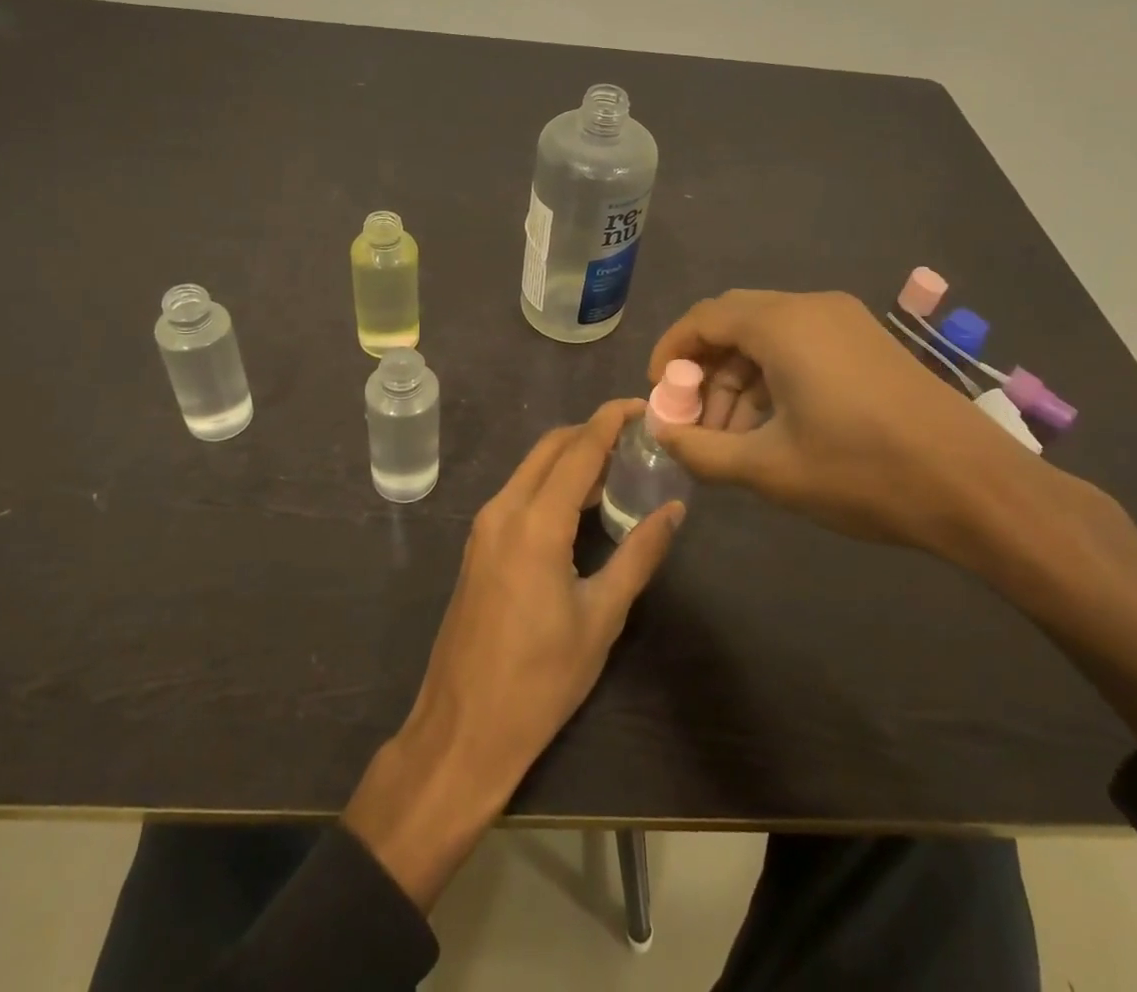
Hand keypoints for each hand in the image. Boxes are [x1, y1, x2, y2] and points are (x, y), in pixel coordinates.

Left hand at [343, 399, 685, 908]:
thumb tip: (674, 510)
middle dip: (592, 432)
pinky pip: (519, 493)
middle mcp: (503, 510)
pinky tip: (581, 505)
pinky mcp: (478, 546)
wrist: (462, 730)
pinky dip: (551, 483)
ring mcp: (484, 527)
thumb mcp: (601, 618)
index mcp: (535, 523)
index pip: (579, 449)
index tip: (643, 406)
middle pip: (551, 447)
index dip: (611, 420)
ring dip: (571, 457)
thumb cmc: (540, 681)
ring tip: (619, 468)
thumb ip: (639, 555)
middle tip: (637, 439)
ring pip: (532, 468)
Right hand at [647, 289, 1043, 558]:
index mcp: (782, 324)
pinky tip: (775, 427)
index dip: (670, 352)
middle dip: (705, 371)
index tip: (658, 394)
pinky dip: (774, 378)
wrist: (977, 487)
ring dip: (740, 380)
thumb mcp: (770, 468)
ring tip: (733, 438)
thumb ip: (702, 450)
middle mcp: (811, 307)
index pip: (703, 318)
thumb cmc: (863, 472)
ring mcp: (846, 321)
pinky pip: (802, 346)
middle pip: (734, 323)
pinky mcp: (869, 342)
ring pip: (769, 337)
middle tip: (695, 421)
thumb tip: (661, 434)